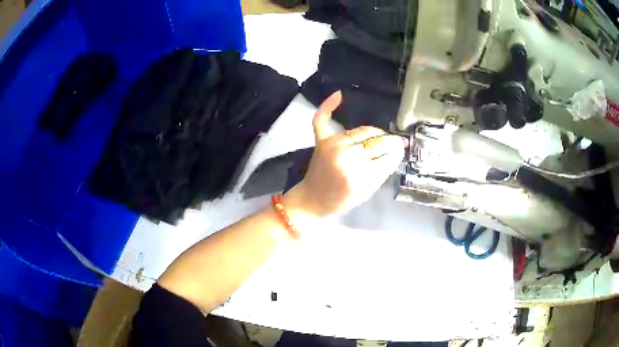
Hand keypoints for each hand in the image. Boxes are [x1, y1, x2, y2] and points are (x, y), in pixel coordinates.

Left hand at [285, 91, 405, 216]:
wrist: (313, 200)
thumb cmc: (342, 200)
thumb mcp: (368, 191)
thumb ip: (383, 170)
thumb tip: (398, 149)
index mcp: (360, 176)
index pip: (387, 156)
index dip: (396, 152)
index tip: (401, 149)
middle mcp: (347, 157)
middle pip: (377, 141)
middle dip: (390, 141)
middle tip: (394, 143)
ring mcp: (333, 146)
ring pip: (362, 130)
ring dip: (375, 132)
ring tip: (379, 137)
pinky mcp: (321, 140)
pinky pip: (323, 119)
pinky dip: (328, 106)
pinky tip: (339, 95)